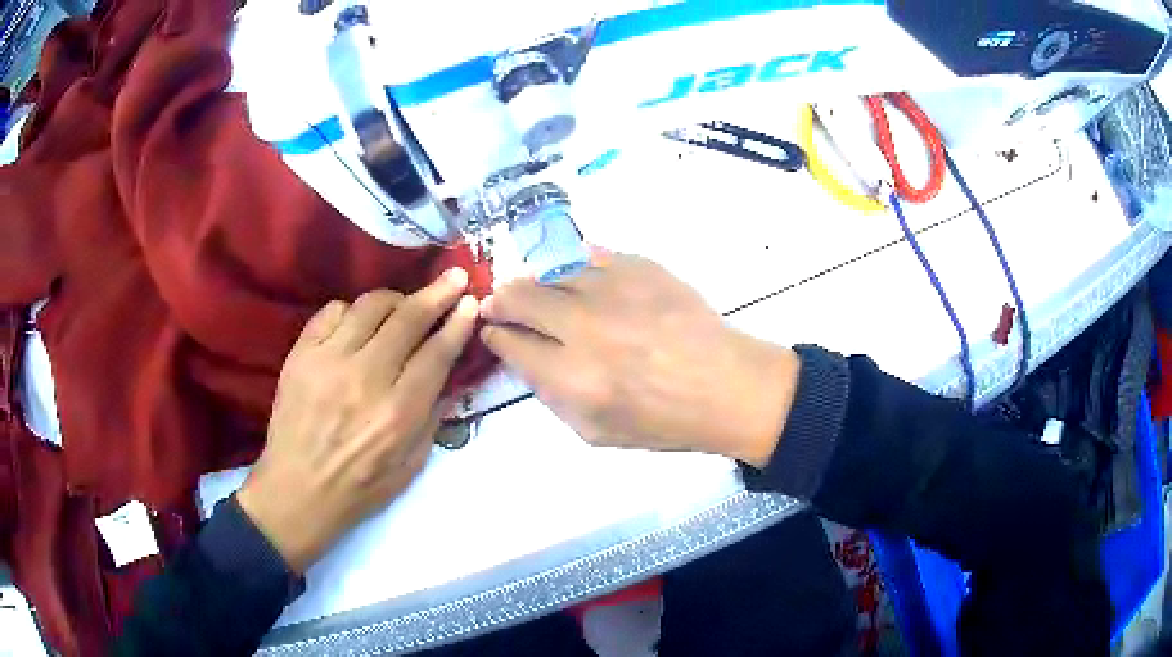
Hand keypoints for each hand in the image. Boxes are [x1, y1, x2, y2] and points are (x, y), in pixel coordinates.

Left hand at [237, 269, 478, 573]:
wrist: (297, 492)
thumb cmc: (360, 488)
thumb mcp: (411, 465)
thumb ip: (433, 417)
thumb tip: (447, 373)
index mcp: (398, 413)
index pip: (436, 353)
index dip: (457, 323)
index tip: (470, 302)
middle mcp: (365, 379)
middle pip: (408, 319)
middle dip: (437, 293)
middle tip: (454, 278)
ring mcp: (328, 362)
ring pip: (370, 306)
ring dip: (395, 299)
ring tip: (403, 306)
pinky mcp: (300, 355)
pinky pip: (331, 312)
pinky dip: (350, 311)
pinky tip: (357, 326)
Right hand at [479, 252, 799, 466]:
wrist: (726, 386)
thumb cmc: (662, 420)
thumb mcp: (595, 431)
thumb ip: (549, 394)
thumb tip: (523, 355)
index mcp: (572, 377)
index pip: (510, 343)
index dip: (494, 335)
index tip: (493, 331)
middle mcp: (585, 327)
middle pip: (520, 297)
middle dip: (502, 301)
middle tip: (502, 304)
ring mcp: (614, 290)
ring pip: (553, 274)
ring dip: (542, 286)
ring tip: (549, 298)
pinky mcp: (640, 266)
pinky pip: (590, 257)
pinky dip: (578, 271)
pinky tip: (583, 284)